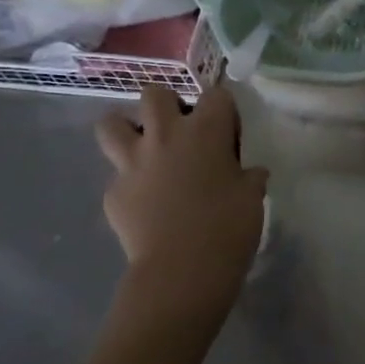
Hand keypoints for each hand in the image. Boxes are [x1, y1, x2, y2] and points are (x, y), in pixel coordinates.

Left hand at [96, 84, 269, 320]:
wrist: (182, 270)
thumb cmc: (229, 226)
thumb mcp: (252, 196)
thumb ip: (248, 176)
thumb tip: (248, 173)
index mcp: (206, 130)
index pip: (216, 94)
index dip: (224, 112)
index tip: (230, 136)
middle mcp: (165, 135)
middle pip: (155, 93)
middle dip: (167, 105)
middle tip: (182, 133)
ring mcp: (132, 163)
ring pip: (111, 123)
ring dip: (129, 130)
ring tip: (147, 151)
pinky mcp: (112, 192)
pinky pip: (117, 174)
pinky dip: (131, 182)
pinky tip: (147, 203)